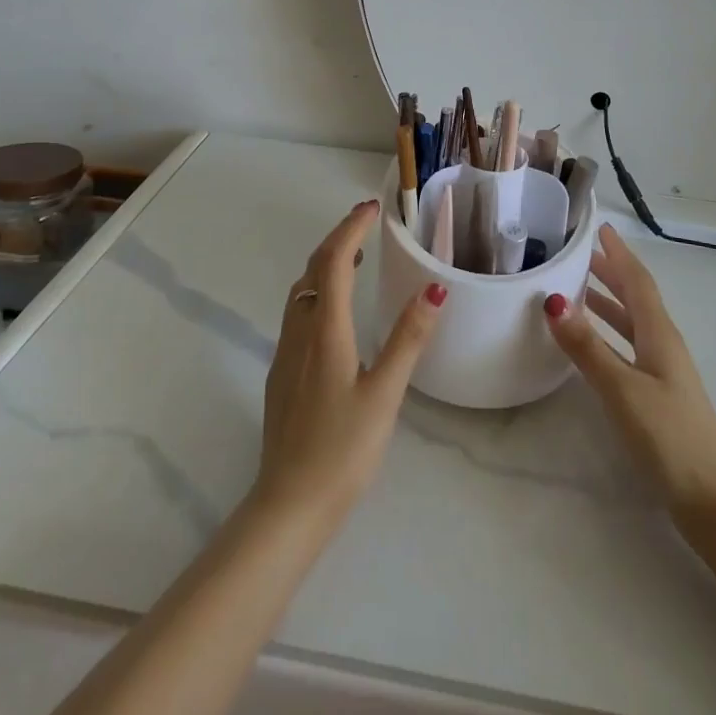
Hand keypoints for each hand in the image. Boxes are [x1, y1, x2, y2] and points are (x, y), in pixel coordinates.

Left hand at [253, 200, 446, 529]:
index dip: (351, 228)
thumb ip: (408, 339)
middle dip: (338, 238)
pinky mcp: (282, 374)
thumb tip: (433, 289)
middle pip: (313, 269)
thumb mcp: (385, 394)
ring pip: (301, 291)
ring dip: (325, 264)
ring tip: (354, 256)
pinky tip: (335, 310)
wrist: (288, 506)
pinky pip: (298, 313)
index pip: (334, 261)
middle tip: (366, 222)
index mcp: (326, 331)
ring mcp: (286, 354)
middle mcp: (300, 333)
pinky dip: (318, 290)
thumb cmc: (343, 450)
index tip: (372, 208)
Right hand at [545, 224, 715, 517]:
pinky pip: (630, 346)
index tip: (601, 228)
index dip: (619, 254)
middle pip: (637, 298)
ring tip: (579, 289)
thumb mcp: (622, 389)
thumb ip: (587, 346)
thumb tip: (552, 300)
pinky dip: (610, 333)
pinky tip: (594, 344)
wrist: (713, 501)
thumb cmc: (669, 437)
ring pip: (633, 323)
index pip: (638, 282)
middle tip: (582, 253)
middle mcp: (664, 345)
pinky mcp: (659, 395)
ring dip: (609, 301)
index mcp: (660, 334)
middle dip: (612, 272)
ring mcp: (664, 372)